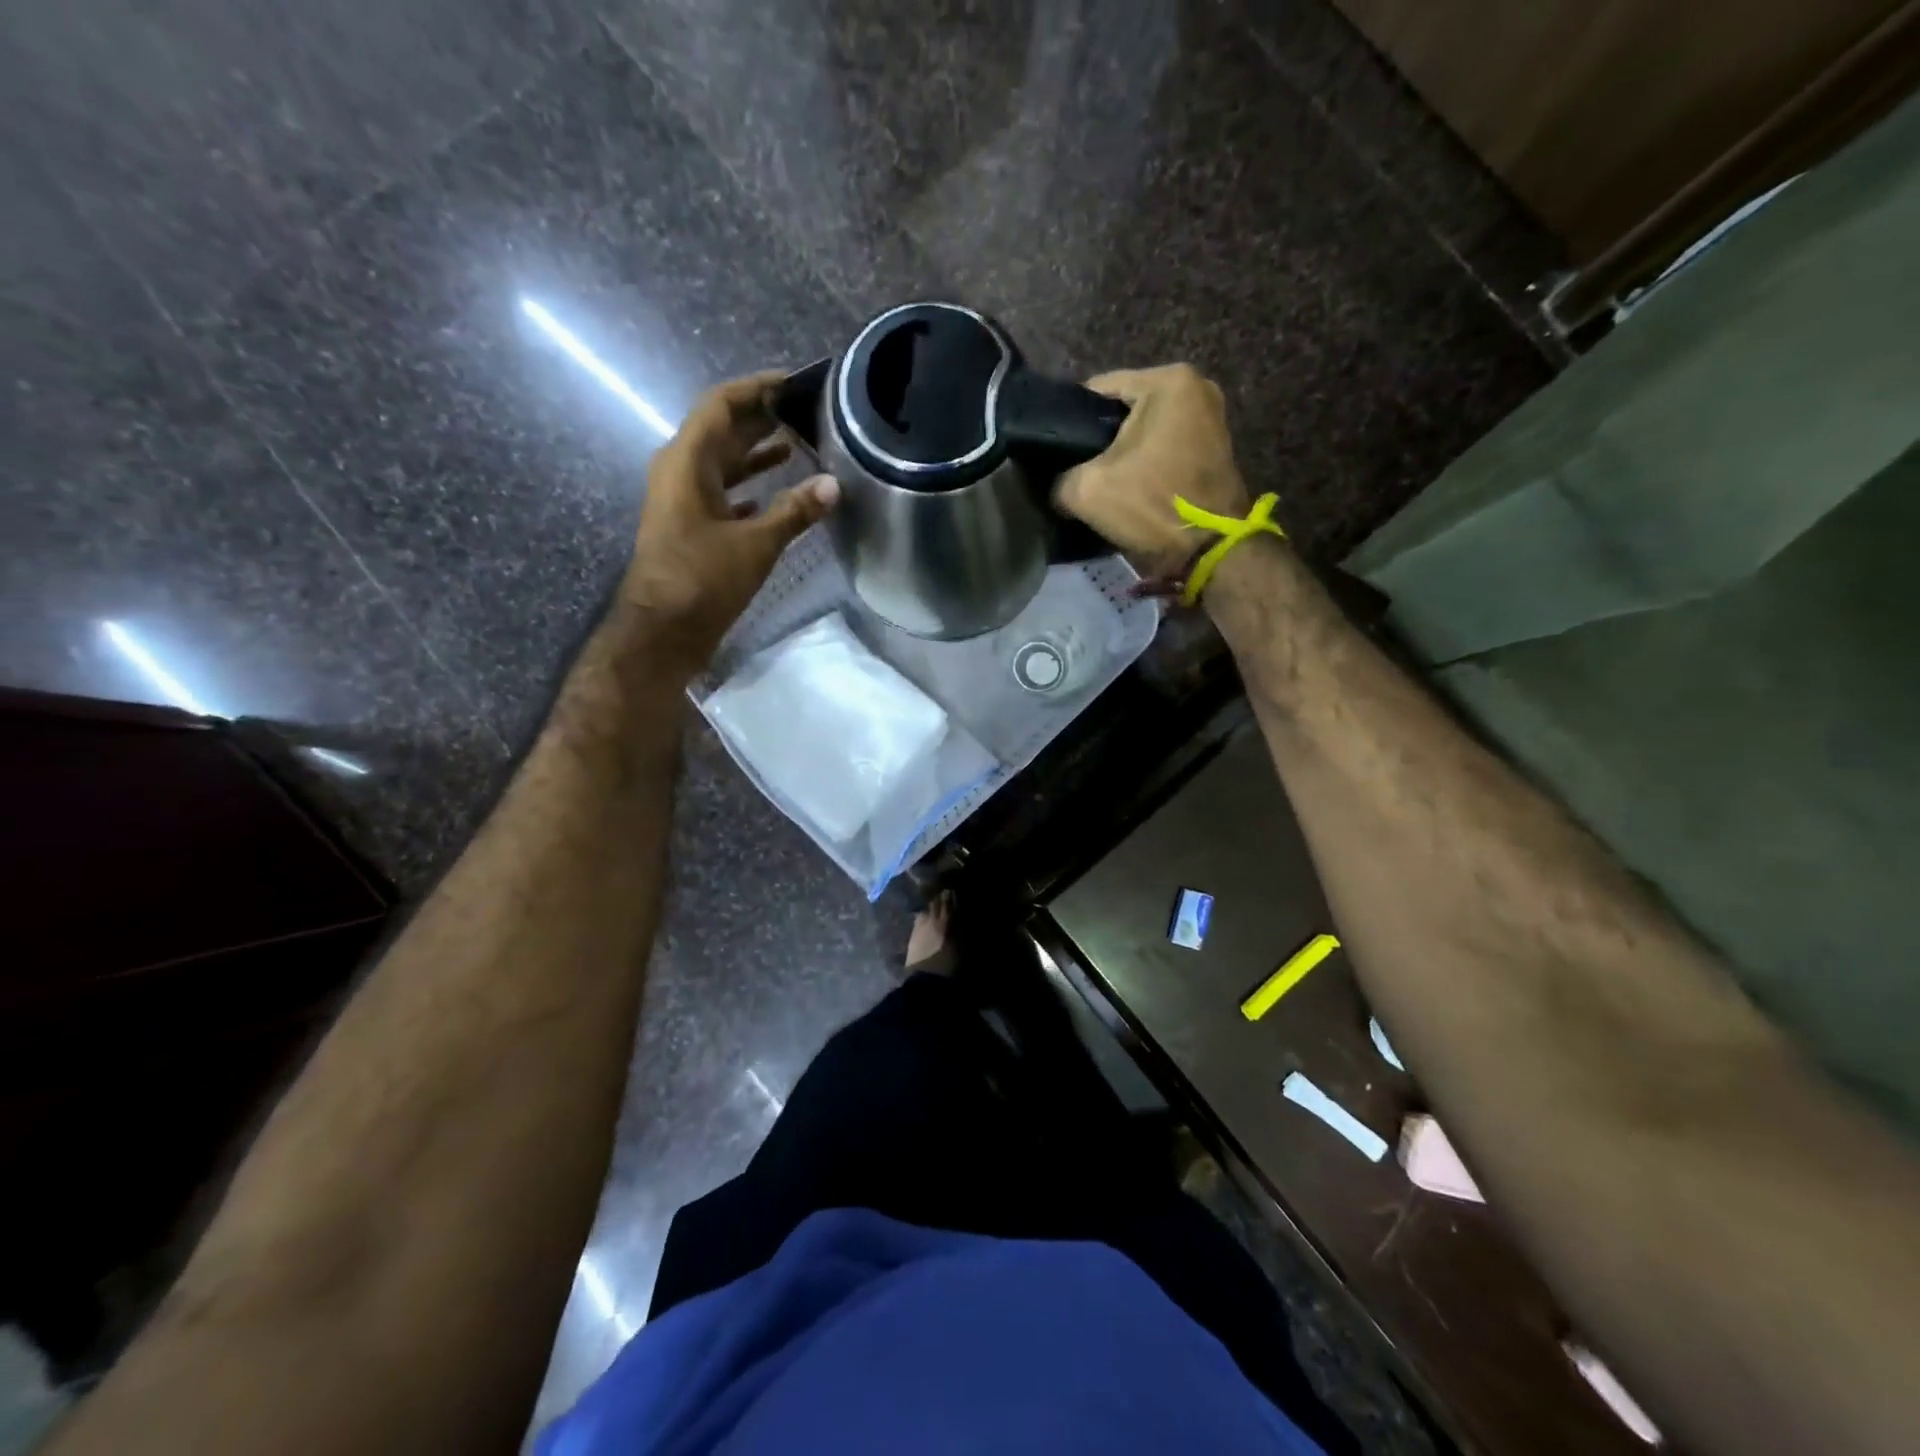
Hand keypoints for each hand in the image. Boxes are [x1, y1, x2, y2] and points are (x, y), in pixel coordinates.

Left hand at [621, 370, 838, 675]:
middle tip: (804, 411)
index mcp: (687, 462)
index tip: (793, 382)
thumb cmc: (702, 579)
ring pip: (722, 464)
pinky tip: (776, 494)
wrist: (663, 632)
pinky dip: (749, 489)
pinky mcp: (690, 527)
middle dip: (761, 419)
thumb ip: (794, 511)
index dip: (756, 389)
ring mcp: (683, 501)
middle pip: (722, 431)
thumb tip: (833, 485)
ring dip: (755, 454)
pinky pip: (722, 494)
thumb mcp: (755, 544)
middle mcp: (680, 472)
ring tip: (796, 444)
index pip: (721, 406)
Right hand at [1054, 364, 1251, 575]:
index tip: (1056, 451)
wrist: (1211, 550)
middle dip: (1100, 437)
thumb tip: (1056, 482)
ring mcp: (1211, 416)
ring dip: (1123, 452)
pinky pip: (1166, 445)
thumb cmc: (1152, 505)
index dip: (1070, 420)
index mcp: (1167, 381)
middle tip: (1076, 469)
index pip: (1098, 389)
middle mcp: (1196, 386)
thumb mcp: (1086, 491)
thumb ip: (1059, 477)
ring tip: (1101, 480)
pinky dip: (1147, 461)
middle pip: (1125, 408)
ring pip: (1146, 429)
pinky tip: (1131, 486)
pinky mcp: (1216, 446)